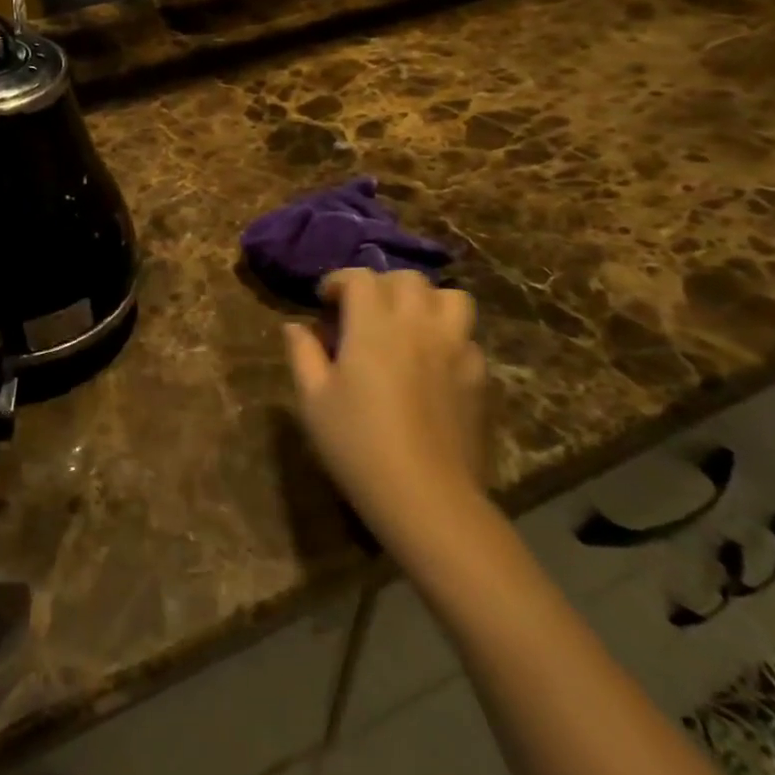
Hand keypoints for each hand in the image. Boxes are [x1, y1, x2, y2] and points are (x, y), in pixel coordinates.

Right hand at [283, 269, 488, 547]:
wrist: (427, 497)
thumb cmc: (357, 445)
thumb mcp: (313, 400)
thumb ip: (303, 354)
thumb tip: (294, 326)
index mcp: (373, 326)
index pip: (360, 277)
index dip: (338, 281)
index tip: (324, 301)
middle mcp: (418, 325)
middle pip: (407, 279)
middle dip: (381, 285)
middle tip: (362, 312)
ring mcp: (456, 348)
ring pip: (450, 297)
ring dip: (425, 301)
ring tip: (407, 325)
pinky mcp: (479, 376)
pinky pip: (467, 337)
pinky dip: (448, 337)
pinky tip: (431, 364)